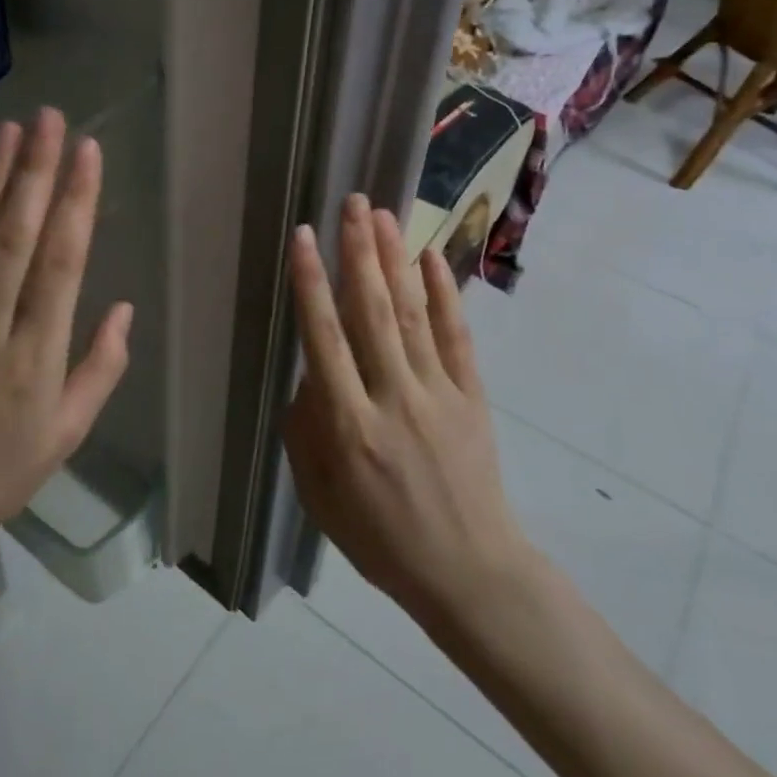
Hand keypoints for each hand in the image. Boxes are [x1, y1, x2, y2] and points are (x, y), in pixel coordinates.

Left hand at [0, 110, 130, 712]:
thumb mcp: (66, 438)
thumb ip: (100, 370)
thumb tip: (124, 308)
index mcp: (34, 357)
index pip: (61, 264)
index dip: (77, 203)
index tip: (89, 153)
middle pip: (15, 237)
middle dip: (36, 172)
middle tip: (51, 119)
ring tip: (9, 130)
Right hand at [283, 194, 527, 629]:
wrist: (470, 572)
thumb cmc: (381, 539)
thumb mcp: (319, 497)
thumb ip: (305, 430)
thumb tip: (310, 371)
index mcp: (349, 425)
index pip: (324, 338)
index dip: (311, 282)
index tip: (304, 237)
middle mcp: (393, 398)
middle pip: (371, 311)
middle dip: (359, 252)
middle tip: (352, 203)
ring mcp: (438, 394)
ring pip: (411, 314)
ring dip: (395, 260)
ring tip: (383, 215)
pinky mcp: (472, 397)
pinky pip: (457, 337)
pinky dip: (444, 295)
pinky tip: (431, 258)